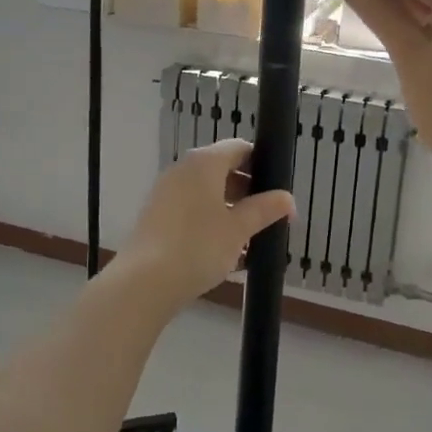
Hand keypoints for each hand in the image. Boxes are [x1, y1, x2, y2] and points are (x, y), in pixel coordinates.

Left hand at [114, 139, 294, 306]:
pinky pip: (192, 210)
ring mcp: (166, 192)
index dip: (262, 164)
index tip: (278, 189)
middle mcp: (182, 170)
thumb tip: (287, 198)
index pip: (240, 148)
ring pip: (207, 193)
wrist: (144, 283)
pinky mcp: (156, 216)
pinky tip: (225, 251)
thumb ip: (265, 209)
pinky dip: (210, 222)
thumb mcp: (239, 229)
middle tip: (268, 216)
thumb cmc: (198, 247)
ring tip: (250, 239)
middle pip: (223, 170)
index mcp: (204, 163)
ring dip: (230, 210)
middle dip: (248, 192)